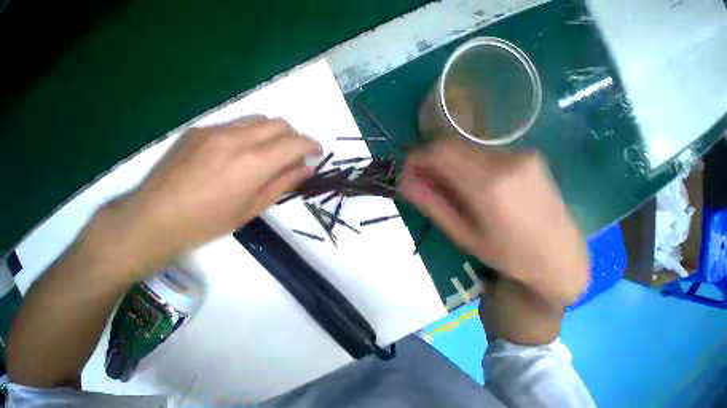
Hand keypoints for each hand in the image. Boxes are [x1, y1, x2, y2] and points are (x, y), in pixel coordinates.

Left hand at [90, 116, 319, 277]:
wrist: (151, 219)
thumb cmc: (209, 221)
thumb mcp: (256, 206)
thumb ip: (285, 182)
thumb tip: (307, 168)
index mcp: (254, 162)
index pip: (295, 142)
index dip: (312, 144)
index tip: (317, 152)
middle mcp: (237, 138)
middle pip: (279, 124)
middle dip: (295, 137)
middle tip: (296, 156)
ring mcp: (215, 130)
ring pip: (259, 119)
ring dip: (275, 133)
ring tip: (272, 153)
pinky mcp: (199, 130)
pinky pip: (237, 124)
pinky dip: (253, 133)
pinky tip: (243, 153)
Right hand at [399, 138, 587, 306]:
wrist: (561, 257)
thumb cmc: (507, 254)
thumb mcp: (461, 234)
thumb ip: (431, 204)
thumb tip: (404, 181)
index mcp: (488, 185)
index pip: (439, 152)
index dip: (416, 157)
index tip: (408, 172)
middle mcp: (506, 160)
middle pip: (451, 145)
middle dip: (429, 159)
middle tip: (423, 181)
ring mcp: (520, 154)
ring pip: (465, 147)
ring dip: (446, 162)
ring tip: (446, 187)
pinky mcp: (527, 154)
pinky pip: (481, 152)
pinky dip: (464, 163)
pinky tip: (468, 184)